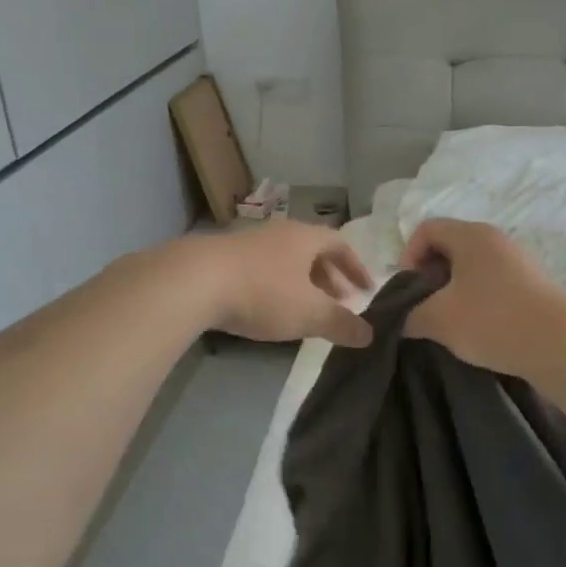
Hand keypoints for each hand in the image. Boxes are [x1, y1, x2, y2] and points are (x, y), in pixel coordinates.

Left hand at [191, 219, 373, 346]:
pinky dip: (276, 287)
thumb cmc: (263, 292)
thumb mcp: (309, 313)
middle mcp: (279, 233)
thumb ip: (341, 324)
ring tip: (306, 309)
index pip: (340, 245)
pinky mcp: (224, 259)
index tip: (366, 289)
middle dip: (329, 278)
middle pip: (312, 251)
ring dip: (302, 283)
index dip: (355, 267)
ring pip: (285, 261)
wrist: (195, 281)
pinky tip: (269, 309)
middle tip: (339, 303)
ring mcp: (249, 243)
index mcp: (304, 237)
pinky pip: (262, 270)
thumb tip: (369, 333)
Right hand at [400, 219, 565, 375]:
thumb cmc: (493, 321)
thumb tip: (400, 319)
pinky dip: (476, 299)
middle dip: (429, 275)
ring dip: (452, 290)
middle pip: (448, 246)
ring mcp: (517, 261)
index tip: (408, 289)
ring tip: (449, 321)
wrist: (562, 347)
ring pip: (470, 267)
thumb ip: (408, 315)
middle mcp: (495, 239)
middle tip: (424, 306)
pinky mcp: (532, 284)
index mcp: (471, 235)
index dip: (408, 256)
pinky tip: (477, 327)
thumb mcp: (438, 320)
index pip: (426, 229)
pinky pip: (491, 281)